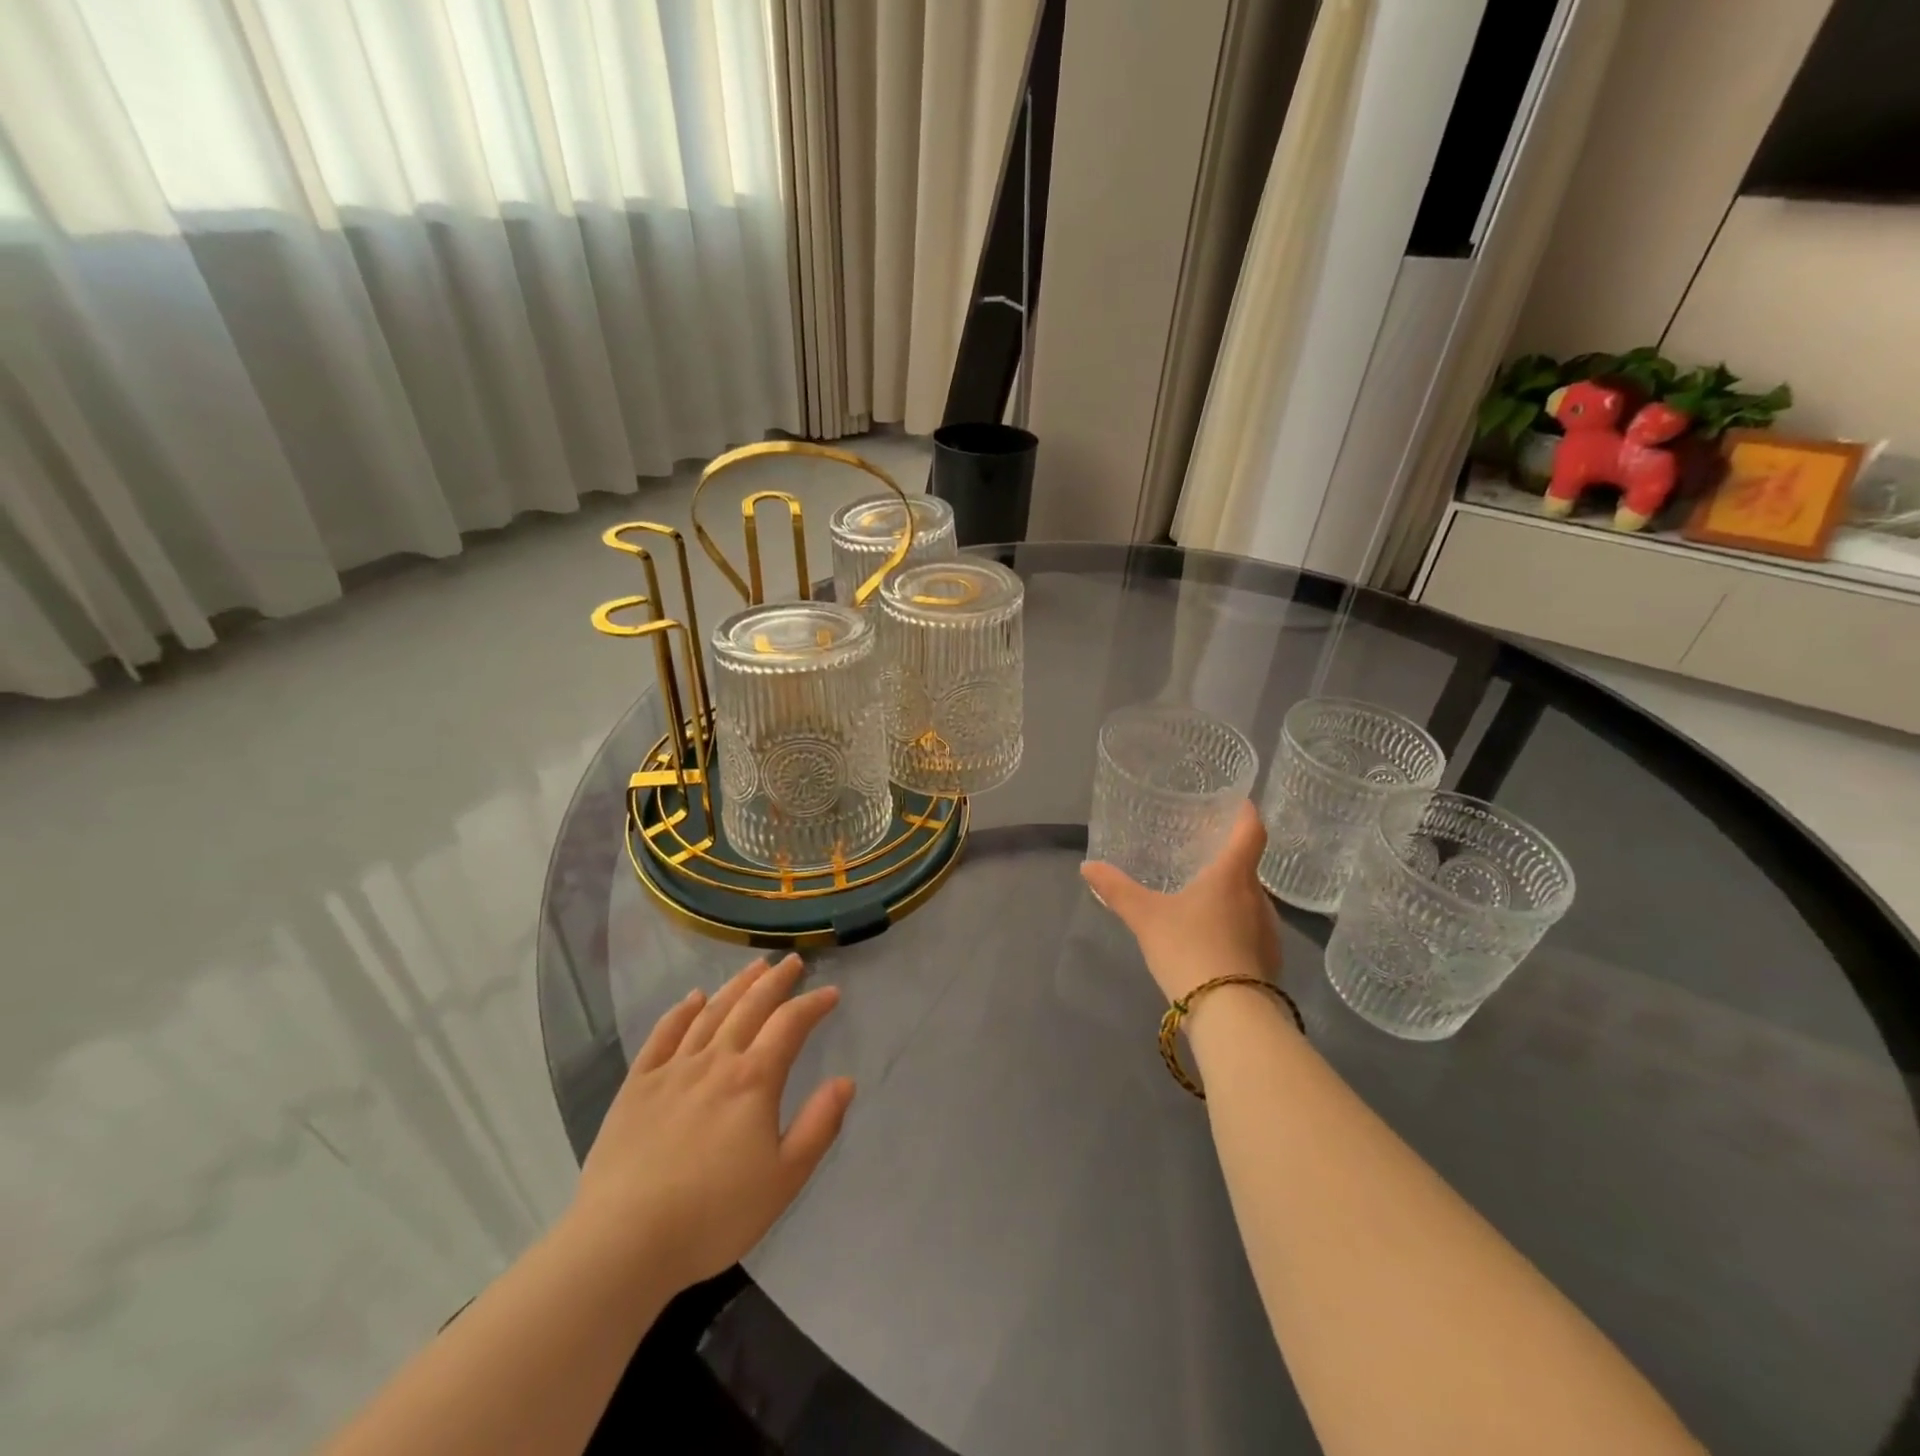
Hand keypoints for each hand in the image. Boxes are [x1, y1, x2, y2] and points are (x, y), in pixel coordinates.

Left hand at [570, 955, 854, 1293]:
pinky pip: (662, 1035)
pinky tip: (692, 999)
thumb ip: (819, 1126)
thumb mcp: (784, 1179)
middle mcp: (716, 1061)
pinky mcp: (637, 1086)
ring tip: (753, 966)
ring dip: (735, 986)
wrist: (624, 1242)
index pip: (790, 1025)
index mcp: (754, 1080)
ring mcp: (672, 1070)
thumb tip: (845, 1082)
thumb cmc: (714, 1215)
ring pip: (710, 1013)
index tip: (831, 992)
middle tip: (791, 961)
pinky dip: (681, 1012)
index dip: (813, 1004)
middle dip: (775, 980)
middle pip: (750, 1007)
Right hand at [1081, 800, 1280, 1002]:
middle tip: (1200, 855)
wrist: (1230, 1014)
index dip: (1245, 812)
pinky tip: (1210, 939)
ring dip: (1230, 895)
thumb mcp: (1145, 918)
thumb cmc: (1189, 949)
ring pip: (1250, 901)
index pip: (1251, 831)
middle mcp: (1259, 897)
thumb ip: (1117, 890)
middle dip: (1227, 859)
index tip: (1236, 802)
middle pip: (1248, 867)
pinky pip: (1252, 930)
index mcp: (1233, 876)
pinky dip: (1234, 925)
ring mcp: (1269, 931)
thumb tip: (1087, 866)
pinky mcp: (1270, 961)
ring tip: (1201, 898)